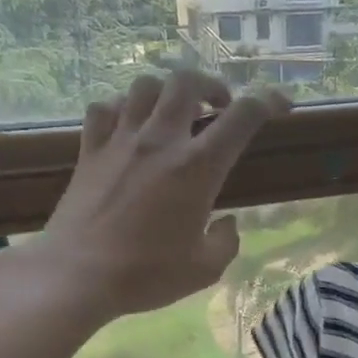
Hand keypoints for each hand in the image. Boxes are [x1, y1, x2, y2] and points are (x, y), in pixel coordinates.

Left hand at [20, 71, 288, 322]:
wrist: (76, 276)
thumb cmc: (146, 274)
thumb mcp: (204, 269)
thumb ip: (226, 242)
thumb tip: (227, 224)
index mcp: (198, 167)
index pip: (243, 116)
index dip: (268, 101)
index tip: (282, 104)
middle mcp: (161, 141)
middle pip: (186, 82)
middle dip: (211, 86)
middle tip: (218, 108)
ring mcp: (120, 141)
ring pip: (145, 87)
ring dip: (166, 92)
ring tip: (173, 114)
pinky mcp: (90, 150)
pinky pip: (104, 108)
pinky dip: (121, 108)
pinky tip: (127, 127)